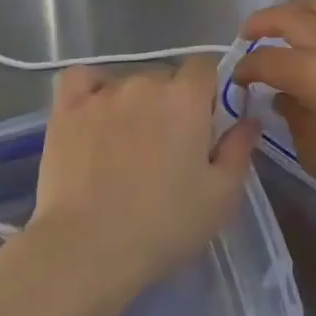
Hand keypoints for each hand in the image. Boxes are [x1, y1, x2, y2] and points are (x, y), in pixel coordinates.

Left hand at [27, 57, 262, 309]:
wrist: (88, 247)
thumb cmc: (164, 225)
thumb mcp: (220, 197)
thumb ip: (239, 150)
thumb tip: (249, 118)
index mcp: (186, 98)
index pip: (204, 68)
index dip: (208, 92)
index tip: (206, 125)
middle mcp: (145, 82)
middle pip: (165, 77)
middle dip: (171, 103)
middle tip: (168, 147)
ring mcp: (102, 92)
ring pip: (127, 83)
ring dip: (133, 104)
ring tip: (125, 147)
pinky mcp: (66, 107)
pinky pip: (81, 80)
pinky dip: (90, 90)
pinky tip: (92, 114)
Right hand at [234, 0, 315, 242]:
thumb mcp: (315, 152)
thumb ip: (292, 115)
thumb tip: (284, 96)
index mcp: (313, 73)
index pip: (266, 60)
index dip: (245, 68)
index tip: (237, 78)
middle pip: (288, 17)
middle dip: (261, 23)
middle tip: (249, 36)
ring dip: (296, 9)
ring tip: (287, 23)